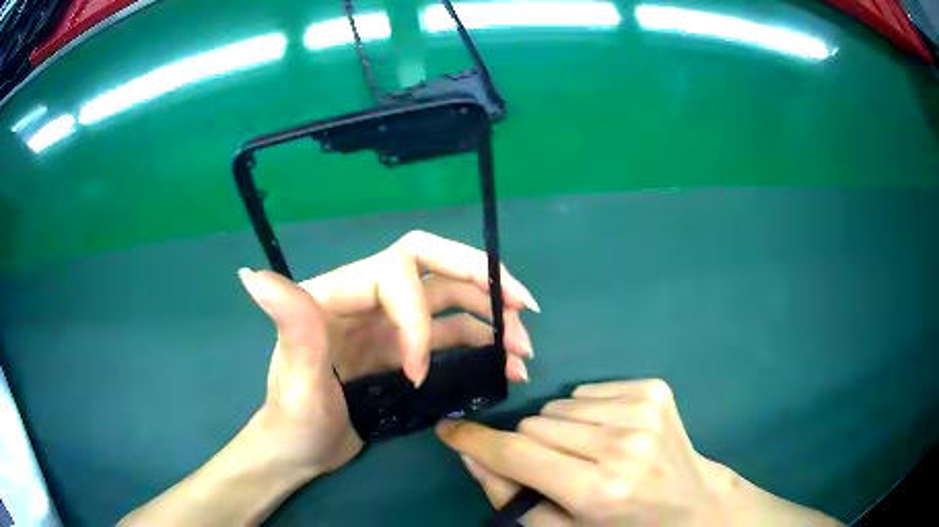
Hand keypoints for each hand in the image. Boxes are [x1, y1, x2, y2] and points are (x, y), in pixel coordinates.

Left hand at [241, 230, 538, 477]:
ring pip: (451, 301)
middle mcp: (368, 297)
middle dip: (480, 277)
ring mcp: (390, 322)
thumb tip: (250, 273)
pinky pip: (452, 335)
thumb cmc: (294, 417)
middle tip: (523, 303)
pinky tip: (507, 365)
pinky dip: (483, 345)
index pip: (395, 274)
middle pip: (432, 264)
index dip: (418, 320)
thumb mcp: (293, 378)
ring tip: (524, 347)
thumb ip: (289, 324)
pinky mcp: (405, 348)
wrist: (303, 449)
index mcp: (338, 292)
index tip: (418, 374)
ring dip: (492, 315)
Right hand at [436, 379, 731, 525]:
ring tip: (587, 451)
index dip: (476, 441)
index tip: (448, 430)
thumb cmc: (622, 526)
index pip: (518, 455)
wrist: (689, 502)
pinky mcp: (654, 388)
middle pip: (535, 424)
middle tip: (554, 467)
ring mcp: (643, 411)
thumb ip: (510, 495)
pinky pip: (588, 389)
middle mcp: (622, 446)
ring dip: (559, 428)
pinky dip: (587, 412)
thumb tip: (470, 451)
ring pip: (559, 405)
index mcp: (599, 491)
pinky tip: (611, 433)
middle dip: (529, 445)